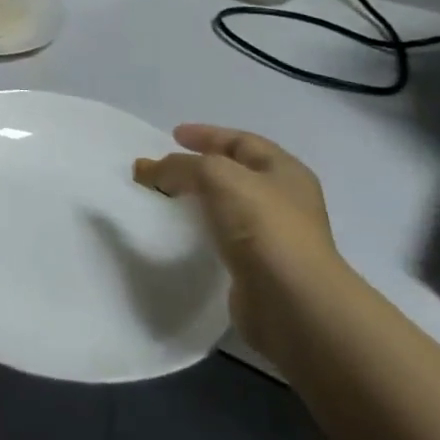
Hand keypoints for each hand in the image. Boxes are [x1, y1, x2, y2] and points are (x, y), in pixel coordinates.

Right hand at [133, 125, 345, 360]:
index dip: (207, 134)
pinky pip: (222, 239)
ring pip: (226, 207)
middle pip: (233, 173)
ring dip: (196, 200)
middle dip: (197, 167)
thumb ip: (179, 165)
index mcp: (284, 171)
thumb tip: (146, 169)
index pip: (241, 141)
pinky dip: (200, 231)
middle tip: (164, 167)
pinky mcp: (258, 269)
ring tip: (164, 197)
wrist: (293, 304)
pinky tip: (179, 232)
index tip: (172, 136)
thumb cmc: (263, 225)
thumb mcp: (216, 176)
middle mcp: (283, 201)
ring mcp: (273, 237)